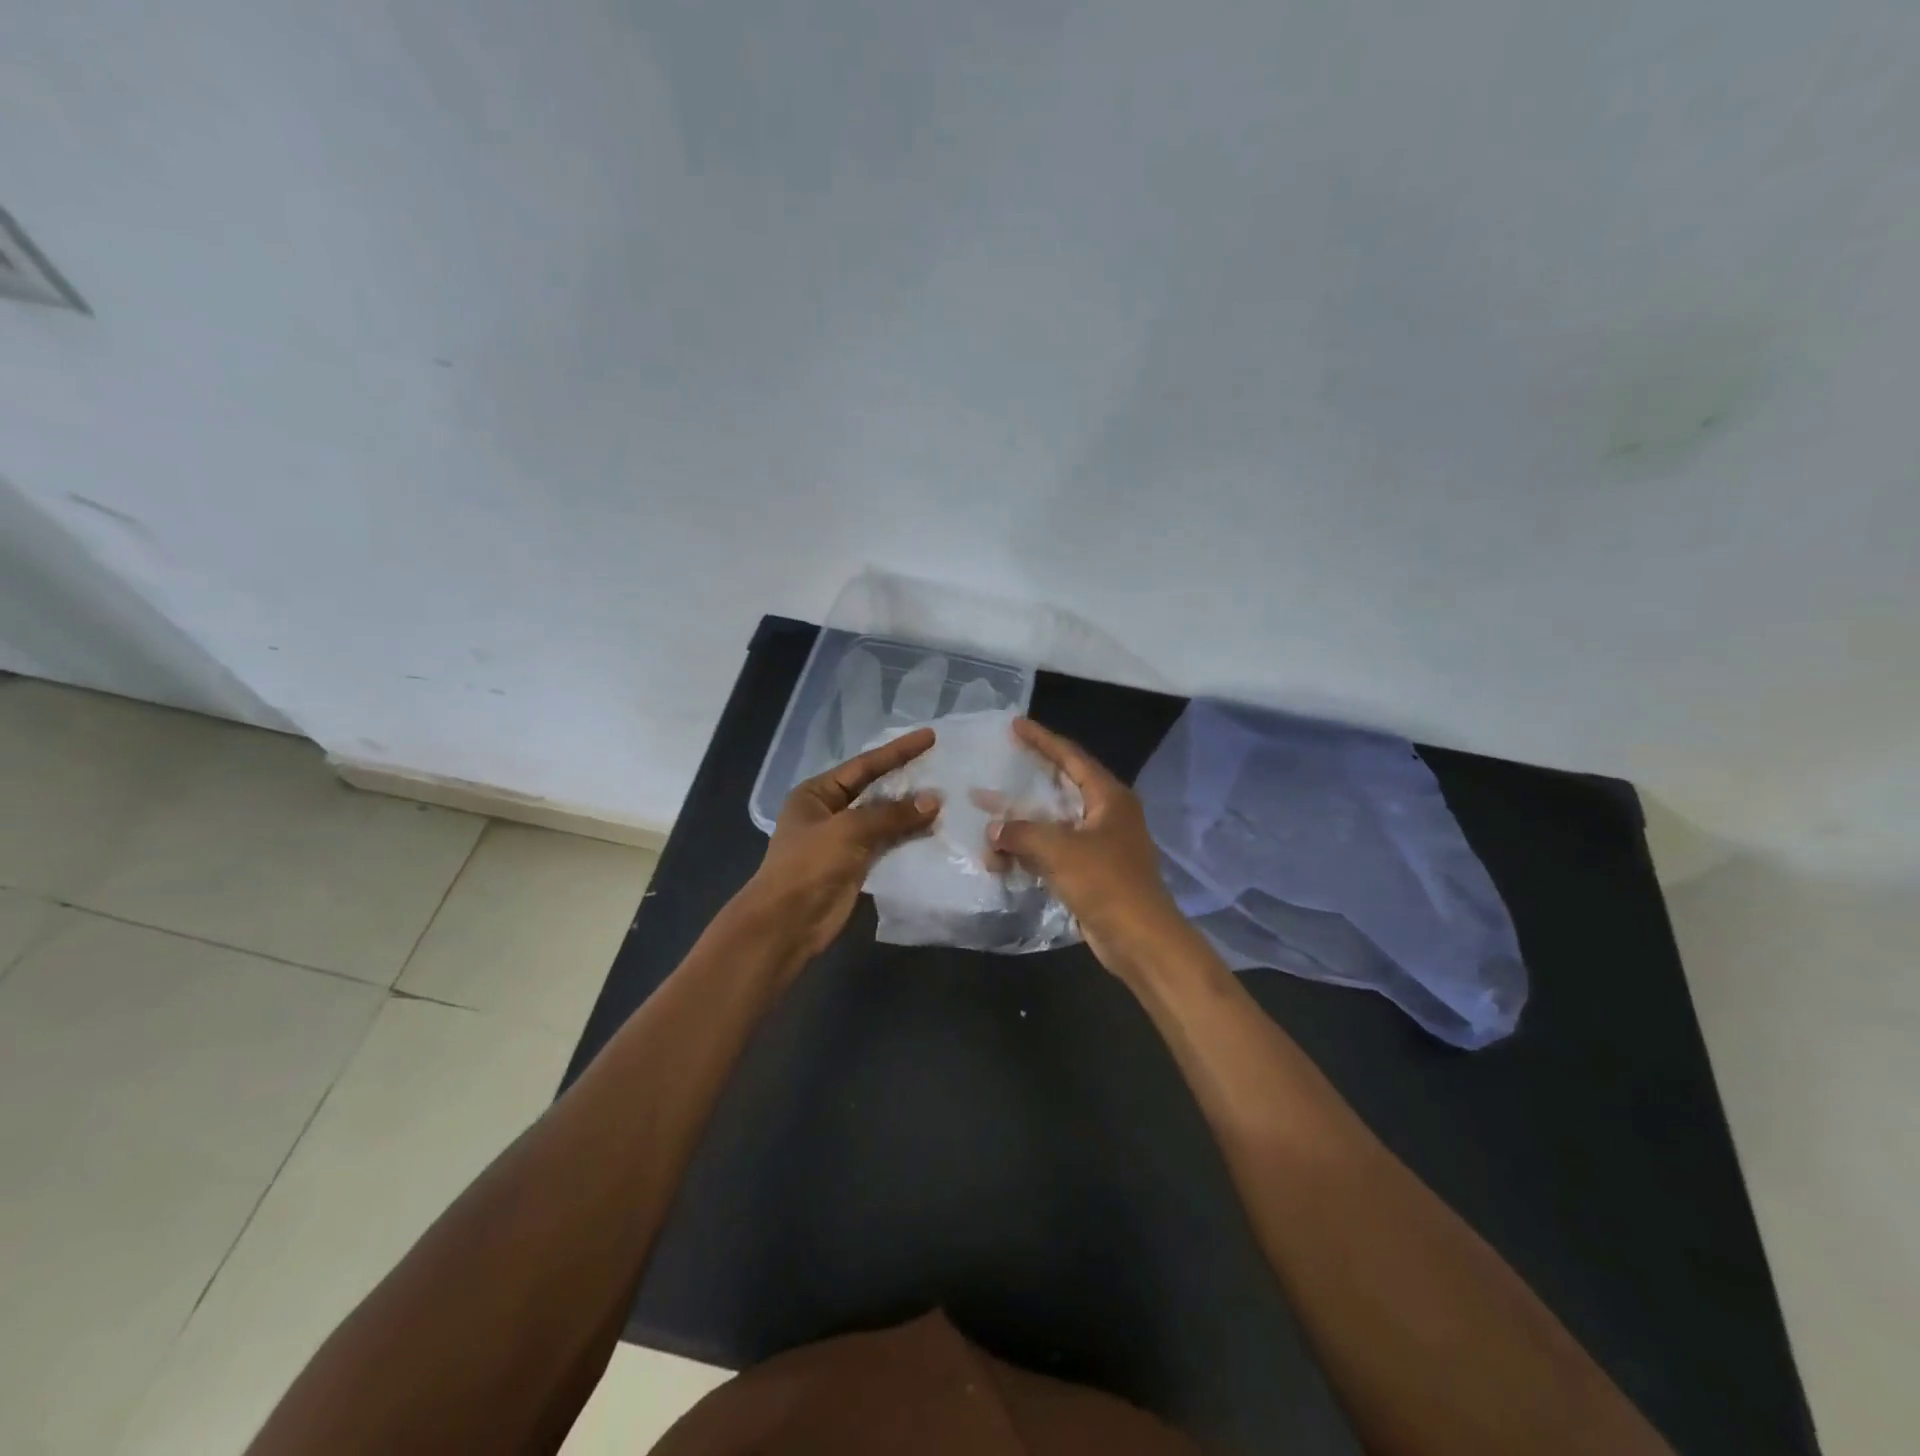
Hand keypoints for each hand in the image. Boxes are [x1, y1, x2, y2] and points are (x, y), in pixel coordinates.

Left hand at [735, 727, 940, 962]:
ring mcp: (843, 839)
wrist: (787, 924)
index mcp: (817, 793)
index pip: (864, 765)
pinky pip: (888, 843)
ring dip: (911, 811)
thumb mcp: (848, 831)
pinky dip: (909, 836)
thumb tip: (934, 801)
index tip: (930, 737)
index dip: (898, 751)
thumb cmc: (808, 866)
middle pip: (875, 789)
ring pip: (885, 818)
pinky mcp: (857, 864)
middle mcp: (830, 811)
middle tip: (943, 766)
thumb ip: (892, 814)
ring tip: (947, 798)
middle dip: (907, 780)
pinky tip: (934, 830)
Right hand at [989, 718, 1189, 976]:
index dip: (1042, 739)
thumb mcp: (1060, 851)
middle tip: (998, 765)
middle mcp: (1106, 814)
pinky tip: (1002, 858)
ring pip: (1054, 823)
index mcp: (1109, 796)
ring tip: (987, 819)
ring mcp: (1100, 844)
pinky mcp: (1091, 871)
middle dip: (1027, 781)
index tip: (1015, 724)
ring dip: (1022, 824)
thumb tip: (994, 830)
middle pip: (1061, 786)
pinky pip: (1054, 851)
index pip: (1071, 756)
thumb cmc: (1106, 883)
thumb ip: (1022, 833)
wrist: (1140, 939)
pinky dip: (1030, 852)